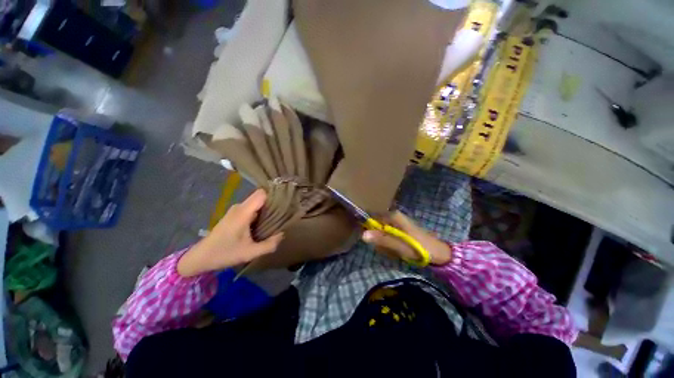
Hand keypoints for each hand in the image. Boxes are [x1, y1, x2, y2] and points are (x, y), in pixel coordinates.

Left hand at [177, 189, 283, 276]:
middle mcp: (240, 207)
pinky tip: (264, 223)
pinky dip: (260, 212)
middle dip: (273, 203)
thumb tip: (282, 235)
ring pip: (256, 202)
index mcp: (243, 212)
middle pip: (260, 197)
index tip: (286, 202)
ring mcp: (236, 210)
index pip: (262, 194)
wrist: (200, 257)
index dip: (274, 195)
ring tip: (277, 218)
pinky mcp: (234, 214)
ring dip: (267, 208)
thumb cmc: (224, 253)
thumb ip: (269, 245)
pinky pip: (251, 208)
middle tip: (284, 212)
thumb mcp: (250, 253)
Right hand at [361, 211, 451, 265]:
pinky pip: (387, 236)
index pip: (371, 217)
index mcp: (392, 216)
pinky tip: (396, 251)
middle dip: (378, 240)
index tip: (369, 240)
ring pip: (380, 233)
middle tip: (387, 250)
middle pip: (375, 226)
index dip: (367, 228)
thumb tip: (363, 235)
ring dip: (383, 244)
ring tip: (393, 252)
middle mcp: (393, 216)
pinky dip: (389, 245)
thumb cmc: (419, 247)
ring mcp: (396, 222)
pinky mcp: (399, 229)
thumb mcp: (399, 245)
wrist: (437, 252)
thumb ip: (382, 239)